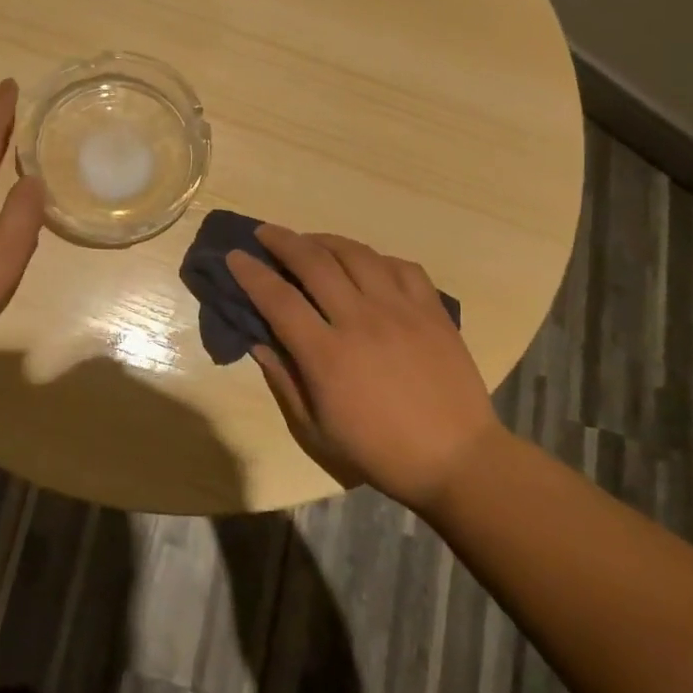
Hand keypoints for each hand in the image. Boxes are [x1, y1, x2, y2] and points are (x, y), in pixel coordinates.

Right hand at [227, 226, 501, 505]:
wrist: (458, 460)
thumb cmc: (379, 452)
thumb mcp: (316, 431)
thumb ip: (284, 381)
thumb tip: (259, 342)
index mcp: (327, 354)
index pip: (278, 298)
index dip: (251, 273)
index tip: (235, 256)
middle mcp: (360, 320)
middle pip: (314, 262)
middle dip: (282, 241)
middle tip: (265, 232)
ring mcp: (400, 310)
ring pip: (356, 254)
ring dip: (325, 240)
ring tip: (310, 241)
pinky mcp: (432, 310)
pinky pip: (400, 266)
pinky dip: (375, 257)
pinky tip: (365, 263)